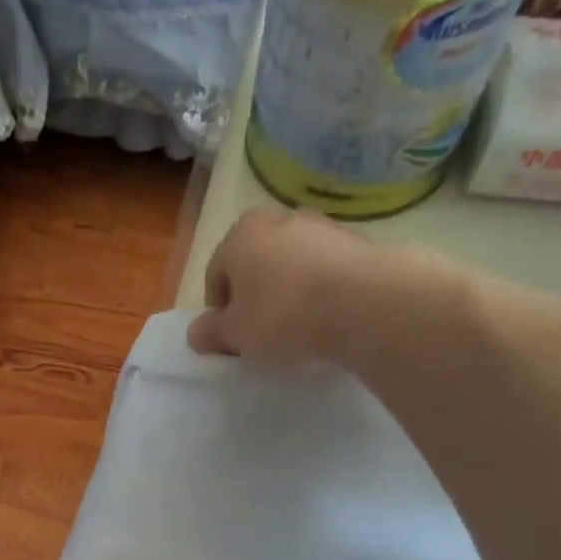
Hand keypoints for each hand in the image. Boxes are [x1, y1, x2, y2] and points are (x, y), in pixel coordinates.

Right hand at [187, 206, 375, 365]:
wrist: (363, 303)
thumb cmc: (283, 316)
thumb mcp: (234, 335)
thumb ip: (210, 333)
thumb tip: (196, 333)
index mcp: (240, 235)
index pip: (216, 276)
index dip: (220, 314)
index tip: (233, 341)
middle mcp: (278, 218)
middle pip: (255, 266)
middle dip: (254, 299)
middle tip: (261, 337)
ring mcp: (321, 226)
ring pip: (291, 267)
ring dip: (288, 294)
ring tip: (297, 331)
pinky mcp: (356, 241)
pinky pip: (324, 271)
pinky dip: (319, 292)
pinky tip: (326, 320)